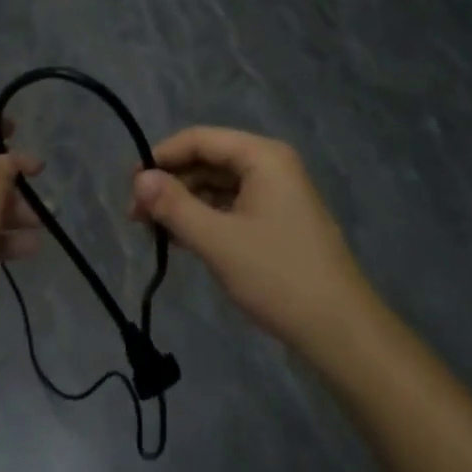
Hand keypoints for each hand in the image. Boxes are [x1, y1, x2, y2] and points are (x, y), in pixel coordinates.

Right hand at [131, 127, 376, 360]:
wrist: (341, 332)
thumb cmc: (278, 276)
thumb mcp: (218, 241)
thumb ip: (174, 206)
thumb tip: (139, 179)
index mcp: (262, 156)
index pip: (199, 139)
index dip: (161, 158)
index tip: (130, 187)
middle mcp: (271, 165)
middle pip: (208, 160)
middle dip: (171, 184)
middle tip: (137, 217)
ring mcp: (277, 194)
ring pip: (218, 186)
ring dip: (186, 204)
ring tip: (153, 232)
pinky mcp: (278, 221)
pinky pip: (232, 207)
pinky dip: (206, 219)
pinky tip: (182, 241)